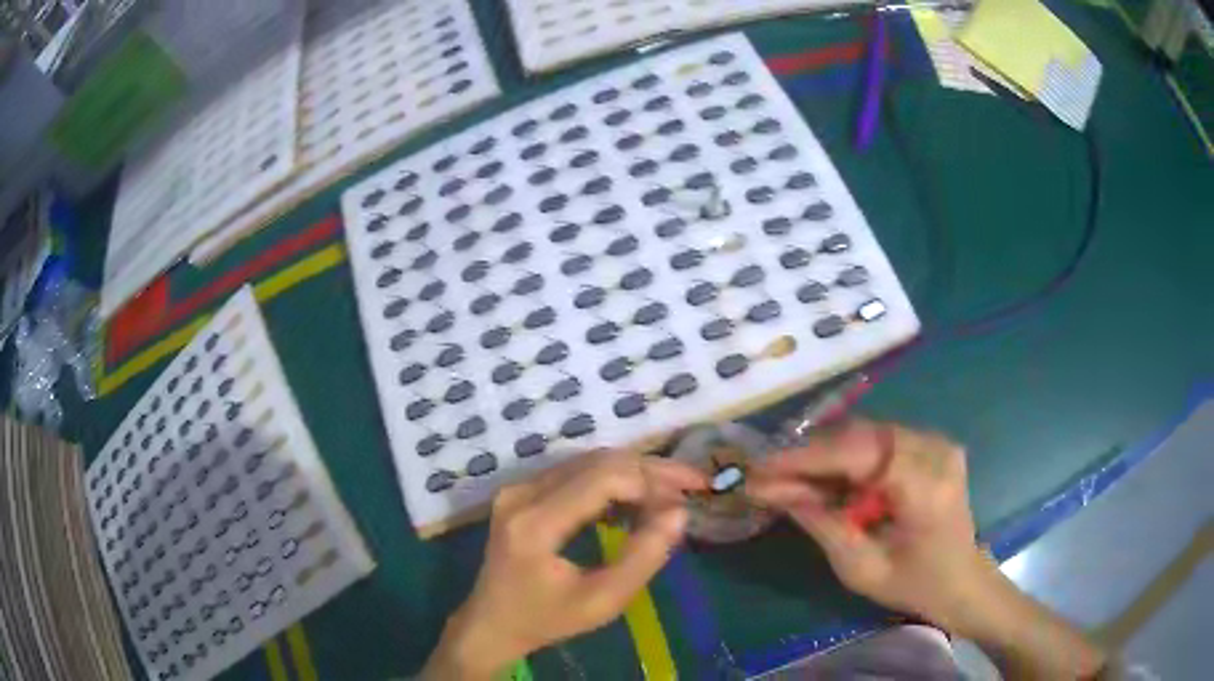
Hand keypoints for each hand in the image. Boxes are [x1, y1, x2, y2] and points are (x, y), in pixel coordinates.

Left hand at [422, 449, 707, 678]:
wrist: (492, 622)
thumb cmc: (547, 619)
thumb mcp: (602, 601)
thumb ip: (643, 557)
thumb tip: (679, 512)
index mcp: (535, 522)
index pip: (603, 478)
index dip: (652, 481)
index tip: (689, 497)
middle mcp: (522, 493)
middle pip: (597, 462)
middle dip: (650, 470)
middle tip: (693, 483)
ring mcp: (518, 488)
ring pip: (588, 462)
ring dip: (634, 472)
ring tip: (672, 492)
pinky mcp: (522, 491)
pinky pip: (575, 472)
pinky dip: (612, 481)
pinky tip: (635, 502)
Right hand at [746, 419, 988, 630]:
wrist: (962, 580)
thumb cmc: (914, 585)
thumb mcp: (862, 569)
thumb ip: (822, 524)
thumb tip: (777, 492)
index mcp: (925, 486)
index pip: (857, 454)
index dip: (805, 458)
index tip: (760, 467)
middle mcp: (935, 450)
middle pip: (860, 435)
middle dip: (811, 455)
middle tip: (769, 475)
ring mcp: (938, 442)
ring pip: (868, 433)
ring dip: (828, 454)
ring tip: (792, 477)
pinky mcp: (934, 444)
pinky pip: (881, 440)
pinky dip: (850, 456)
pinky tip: (828, 476)